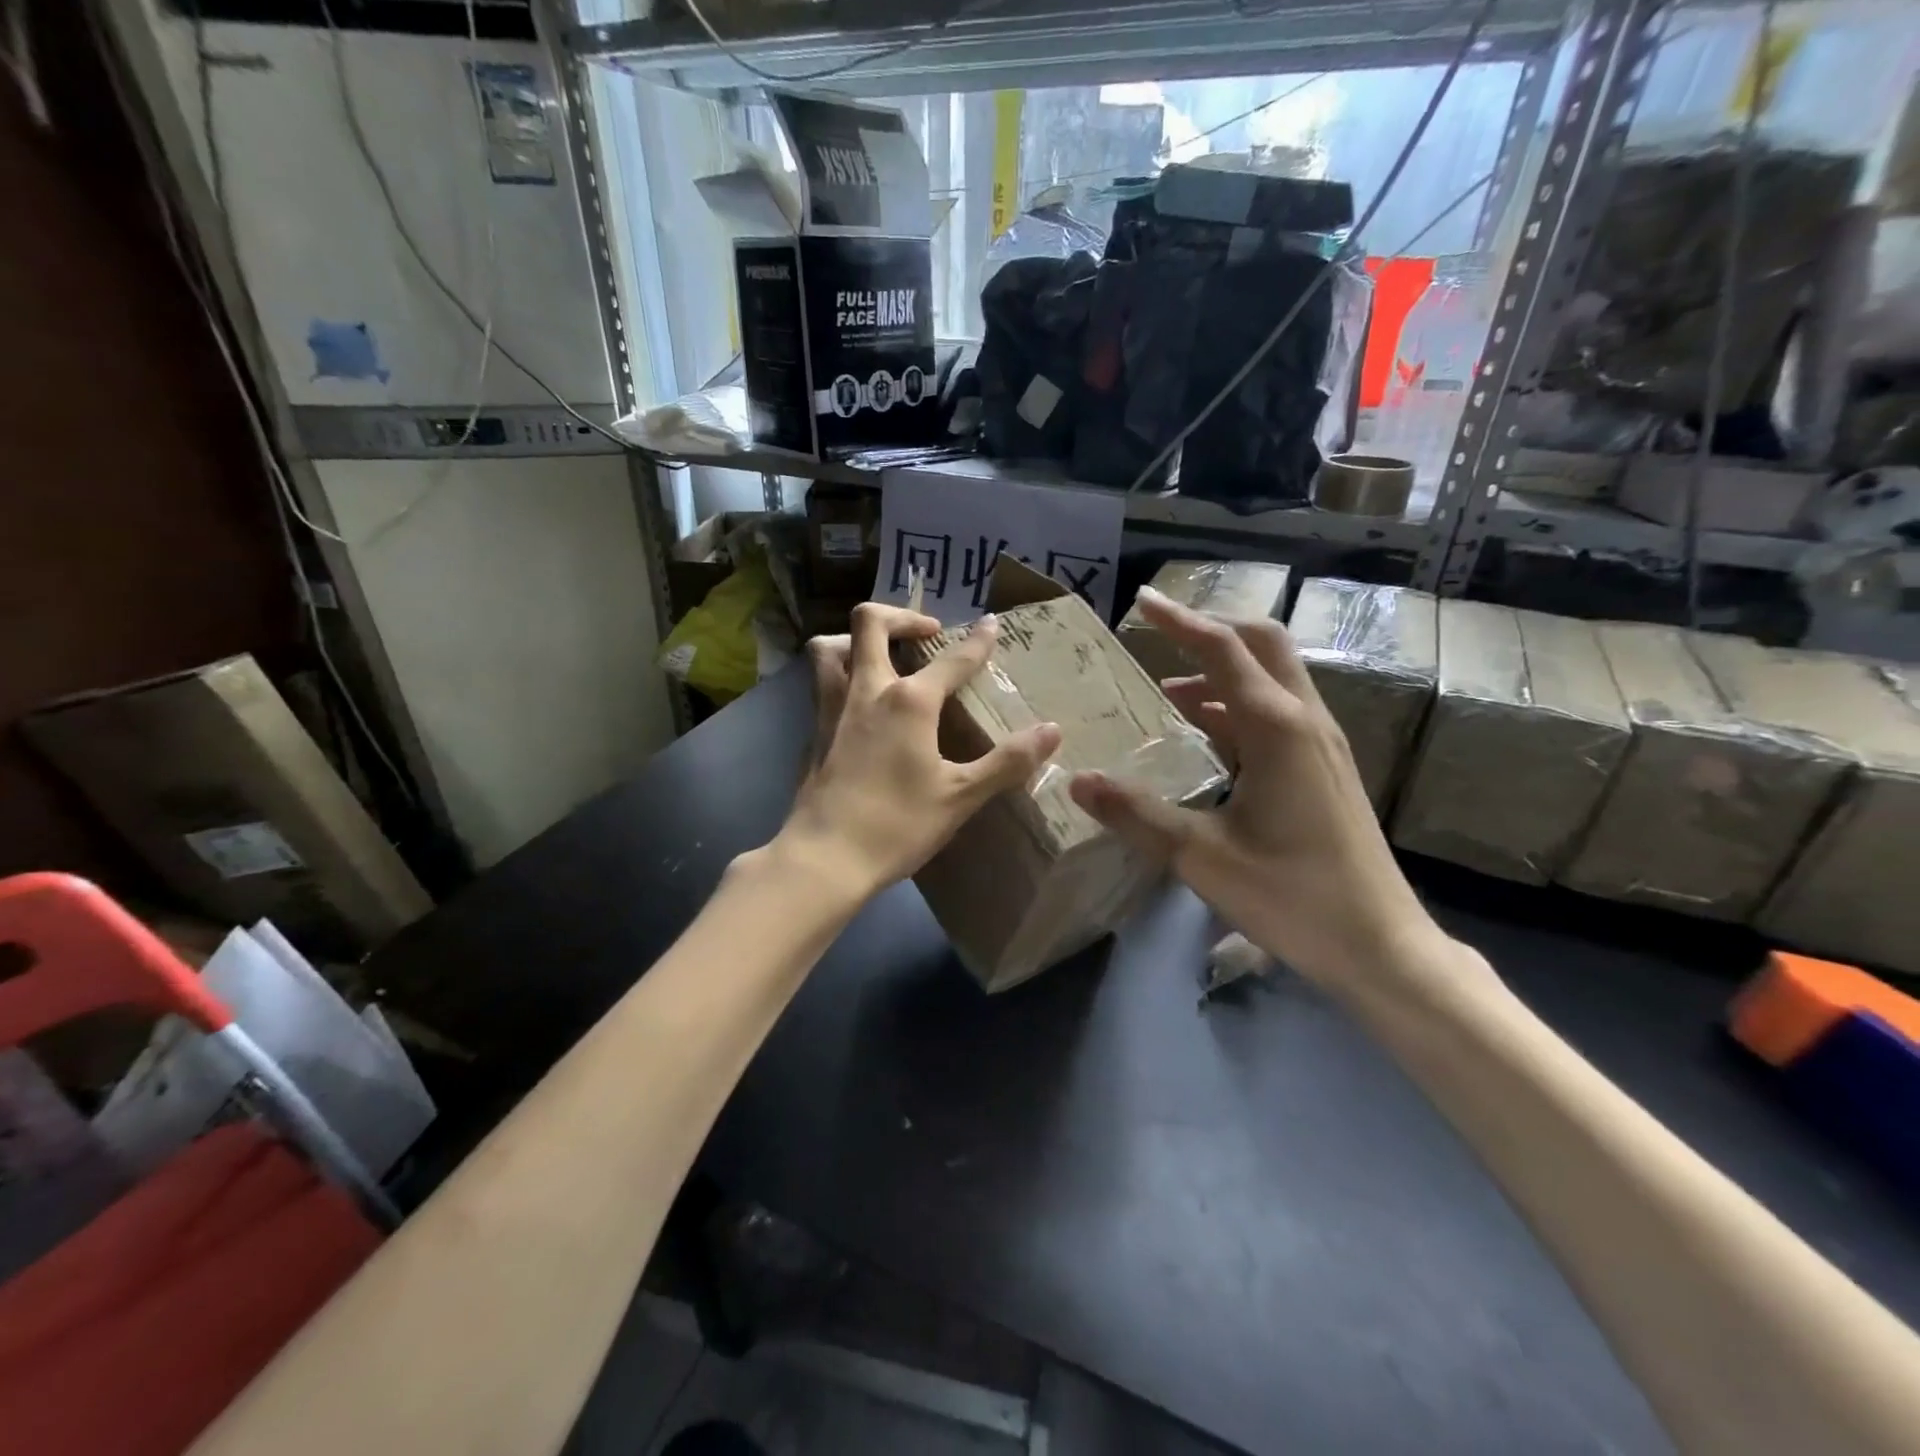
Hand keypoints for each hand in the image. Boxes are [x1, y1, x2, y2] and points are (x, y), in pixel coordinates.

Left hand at [780, 602, 1061, 901]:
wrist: (825, 857)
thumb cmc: (897, 825)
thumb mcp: (961, 796)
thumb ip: (1007, 761)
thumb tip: (1052, 730)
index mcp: (909, 702)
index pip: (952, 660)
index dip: (977, 641)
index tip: (991, 624)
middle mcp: (866, 691)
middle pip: (870, 622)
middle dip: (902, 617)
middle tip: (928, 634)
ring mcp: (832, 708)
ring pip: (831, 647)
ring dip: (856, 638)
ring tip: (880, 654)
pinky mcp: (813, 731)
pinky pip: (821, 681)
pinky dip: (841, 673)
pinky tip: (859, 702)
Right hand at [1068, 588, 1442, 994]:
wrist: (1380, 945)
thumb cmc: (1292, 896)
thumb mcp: (1200, 857)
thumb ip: (1136, 815)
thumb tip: (1077, 781)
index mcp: (1277, 729)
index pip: (1223, 652)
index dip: (1180, 622)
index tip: (1141, 603)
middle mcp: (1305, 722)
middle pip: (1262, 646)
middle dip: (1211, 632)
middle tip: (1161, 638)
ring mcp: (1321, 745)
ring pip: (1273, 679)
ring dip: (1222, 673)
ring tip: (1169, 693)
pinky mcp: (1325, 769)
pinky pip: (1278, 714)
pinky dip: (1238, 706)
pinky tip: (1208, 737)